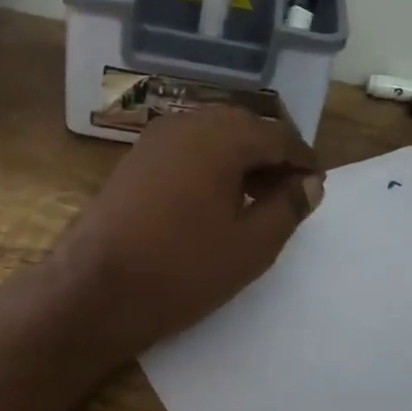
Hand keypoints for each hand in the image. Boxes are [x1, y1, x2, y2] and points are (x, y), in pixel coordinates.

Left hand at [50, 106, 322, 358]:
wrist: (94, 288)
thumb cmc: (182, 268)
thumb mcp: (251, 246)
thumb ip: (288, 207)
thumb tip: (311, 182)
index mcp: (224, 135)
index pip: (279, 135)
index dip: (304, 160)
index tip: (317, 187)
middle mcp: (191, 122)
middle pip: (247, 127)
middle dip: (272, 155)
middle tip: (289, 193)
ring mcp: (158, 136)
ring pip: (216, 134)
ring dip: (242, 158)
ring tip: (256, 199)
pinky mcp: (137, 156)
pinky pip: (189, 147)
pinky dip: (212, 163)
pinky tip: (216, 199)